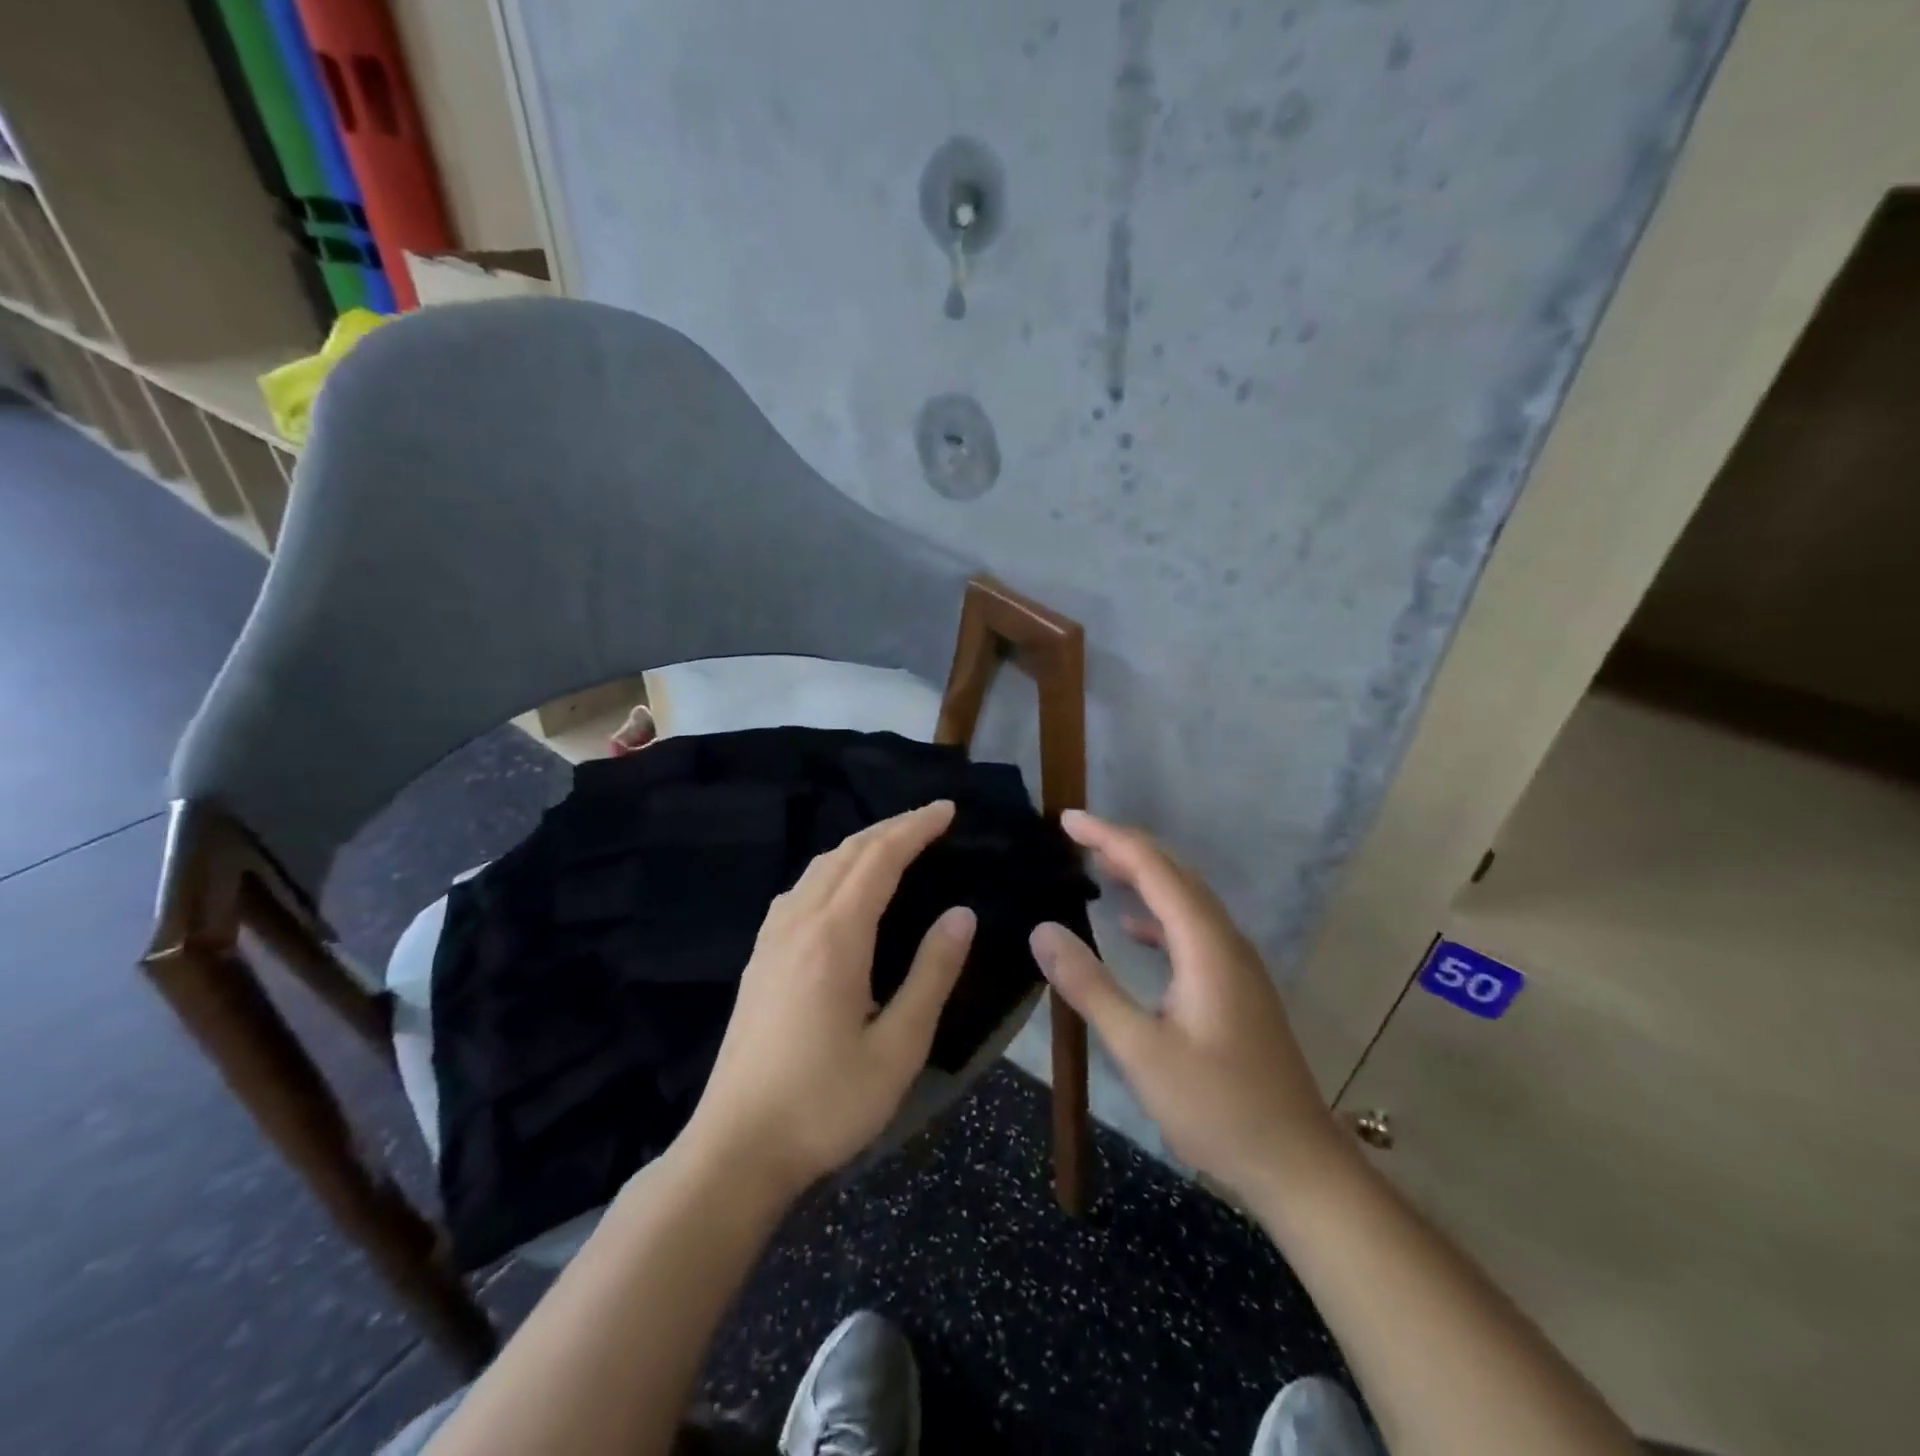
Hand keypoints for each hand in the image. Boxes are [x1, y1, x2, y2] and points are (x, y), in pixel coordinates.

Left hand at [680, 800, 976, 1198]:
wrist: (736, 1148)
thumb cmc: (826, 1102)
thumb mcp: (898, 1047)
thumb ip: (932, 974)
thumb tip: (961, 913)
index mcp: (835, 936)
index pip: (879, 859)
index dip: (915, 828)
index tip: (947, 809)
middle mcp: (798, 922)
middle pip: (846, 852)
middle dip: (891, 827)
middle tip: (931, 819)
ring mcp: (771, 938)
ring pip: (818, 867)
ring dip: (859, 845)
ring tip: (894, 844)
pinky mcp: (759, 958)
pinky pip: (799, 889)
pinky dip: (832, 868)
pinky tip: (841, 888)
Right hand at [1031, 810, 1344, 1205]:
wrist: (1297, 1165)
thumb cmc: (1217, 1108)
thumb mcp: (1141, 1050)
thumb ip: (1091, 986)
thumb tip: (1043, 929)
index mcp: (1205, 945)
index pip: (1154, 868)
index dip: (1109, 837)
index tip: (1067, 820)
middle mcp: (1225, 941)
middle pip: (1174, 874)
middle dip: (1124, 847)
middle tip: (1074, 836)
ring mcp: (1236, 964)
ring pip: (1185, 899)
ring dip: (1142, 876)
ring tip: (1097, 867)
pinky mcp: (1236, 987)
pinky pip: (1192, 930)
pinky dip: (1157, 915)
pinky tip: (1133, 931)